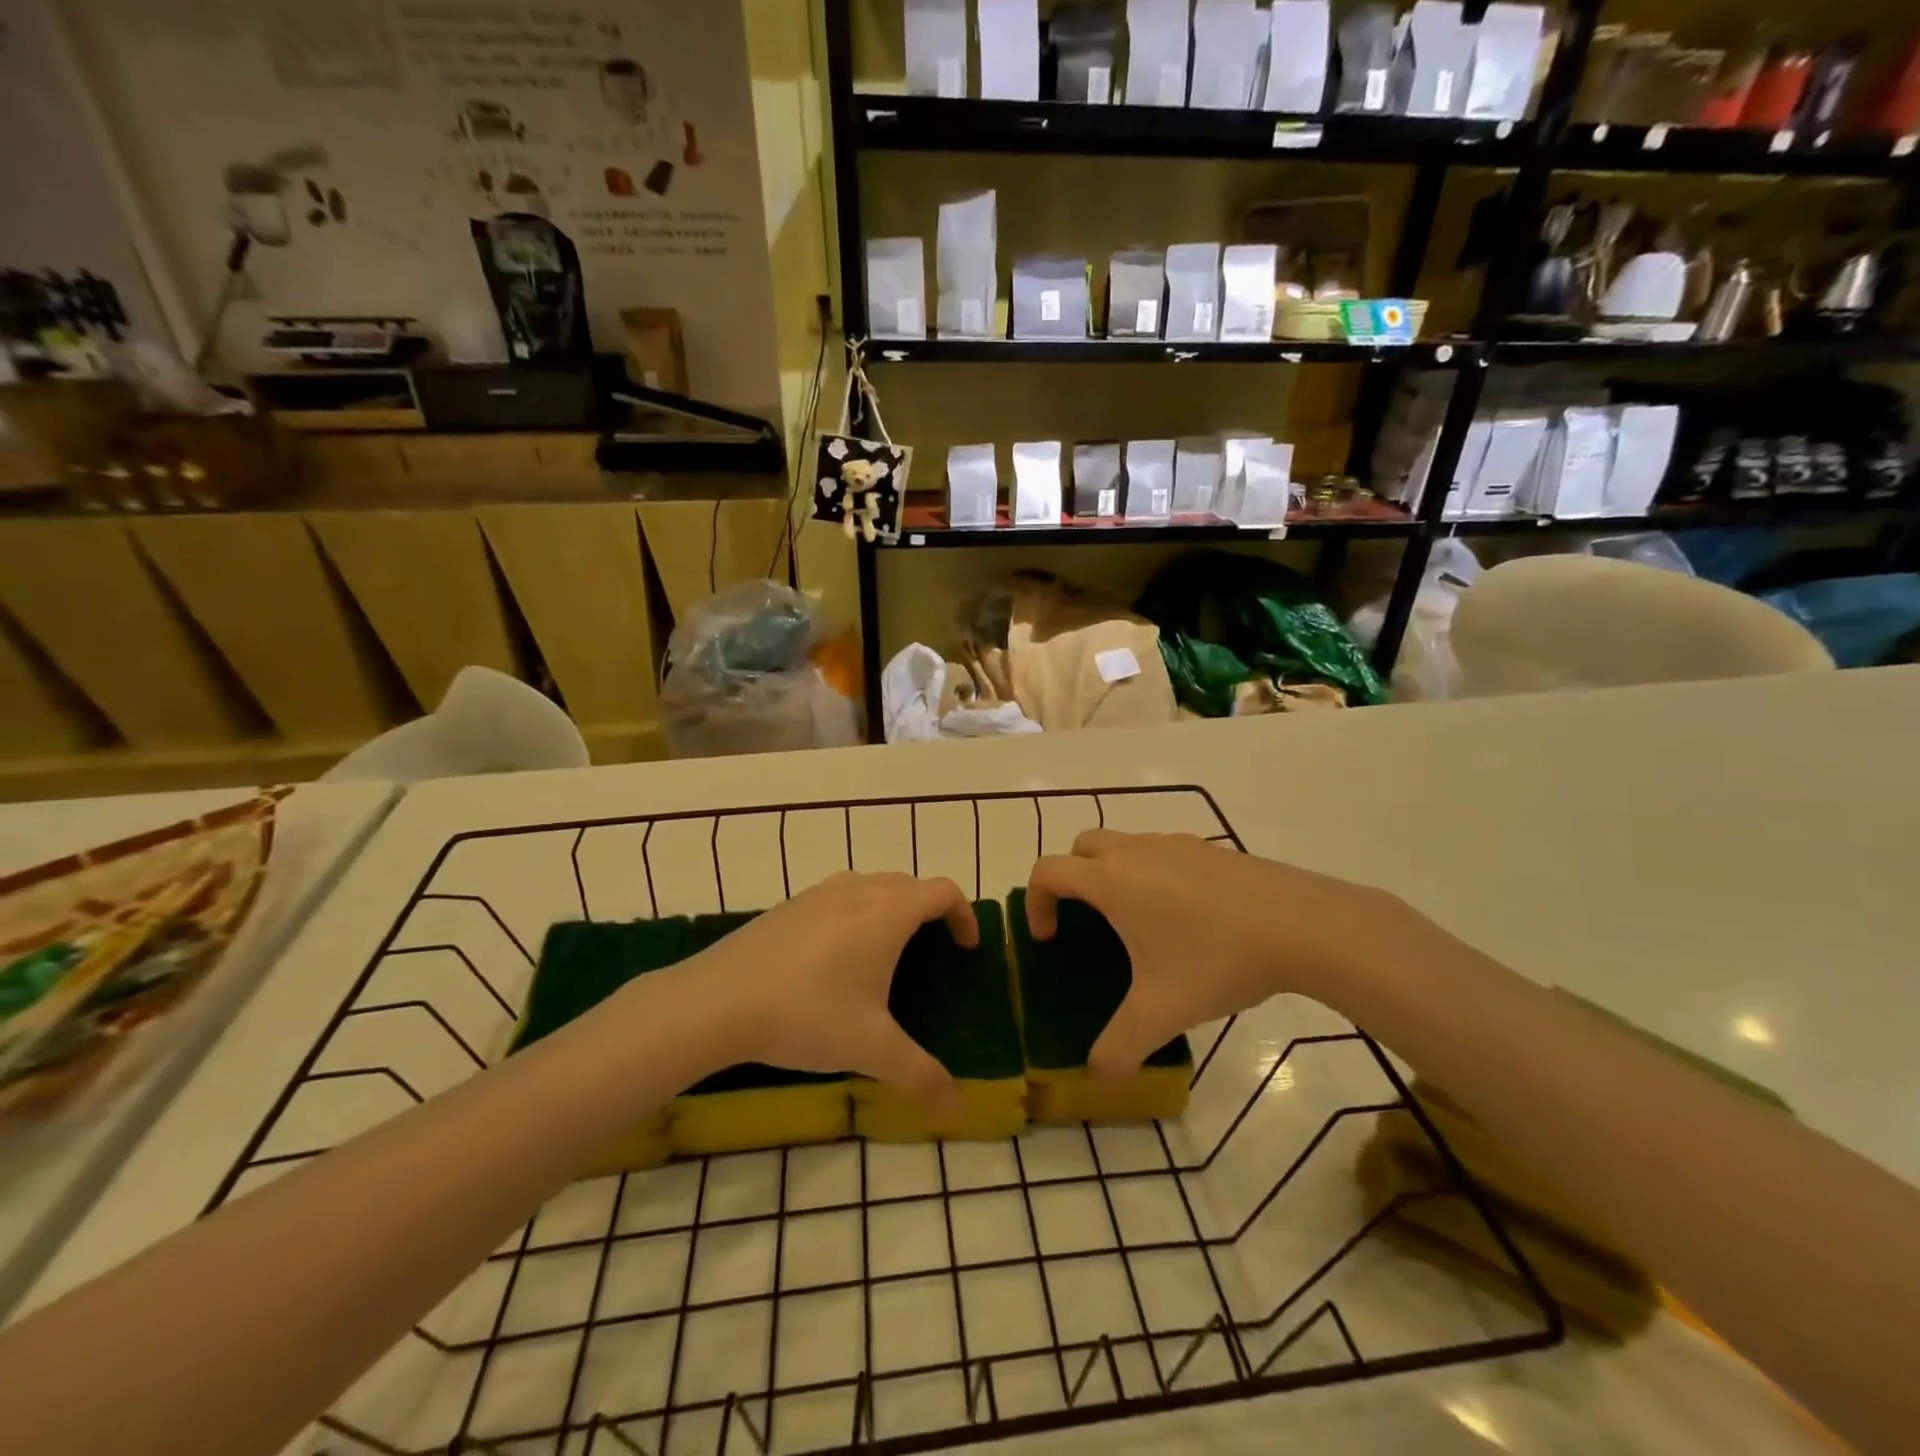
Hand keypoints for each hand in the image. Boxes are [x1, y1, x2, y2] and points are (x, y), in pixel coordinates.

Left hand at [683, 873, 976, 1111]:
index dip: (965, 915)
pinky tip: (834, 962)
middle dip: (930, 914)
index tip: (966, 949)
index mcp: (888, 911)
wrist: (716, 1000)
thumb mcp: (870, 1048)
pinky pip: (840, 899)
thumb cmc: (807, 1014)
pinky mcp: (790, 905)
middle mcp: (859, 889)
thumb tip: (957, 1108)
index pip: (943, 891)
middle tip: (932, 956)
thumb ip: (920, 1075)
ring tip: (886, 958)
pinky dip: (856, 916)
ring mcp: (820, 893)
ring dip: (892, 911)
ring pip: (872, 888)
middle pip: (910, 885)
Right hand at [1024, 830, 1403, 1075]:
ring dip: (1113, 873)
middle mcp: (1135, 852)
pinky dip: (1153, 873)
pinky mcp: (1210, 849)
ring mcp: (1175, 844)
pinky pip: (1163, 852)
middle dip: (1071, 878)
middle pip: (1081, 847)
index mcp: (1111, 882)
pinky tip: (1186, 917)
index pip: (1048, 871)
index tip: (1050, 939)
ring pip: (1124, 844)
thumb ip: (1120, 1046)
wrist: (1301, 924)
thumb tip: (1097, 1076)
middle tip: (1086, 922)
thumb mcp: (1162, 1011)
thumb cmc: (1217, 959)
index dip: (1036, 902)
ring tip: (1139, 923)